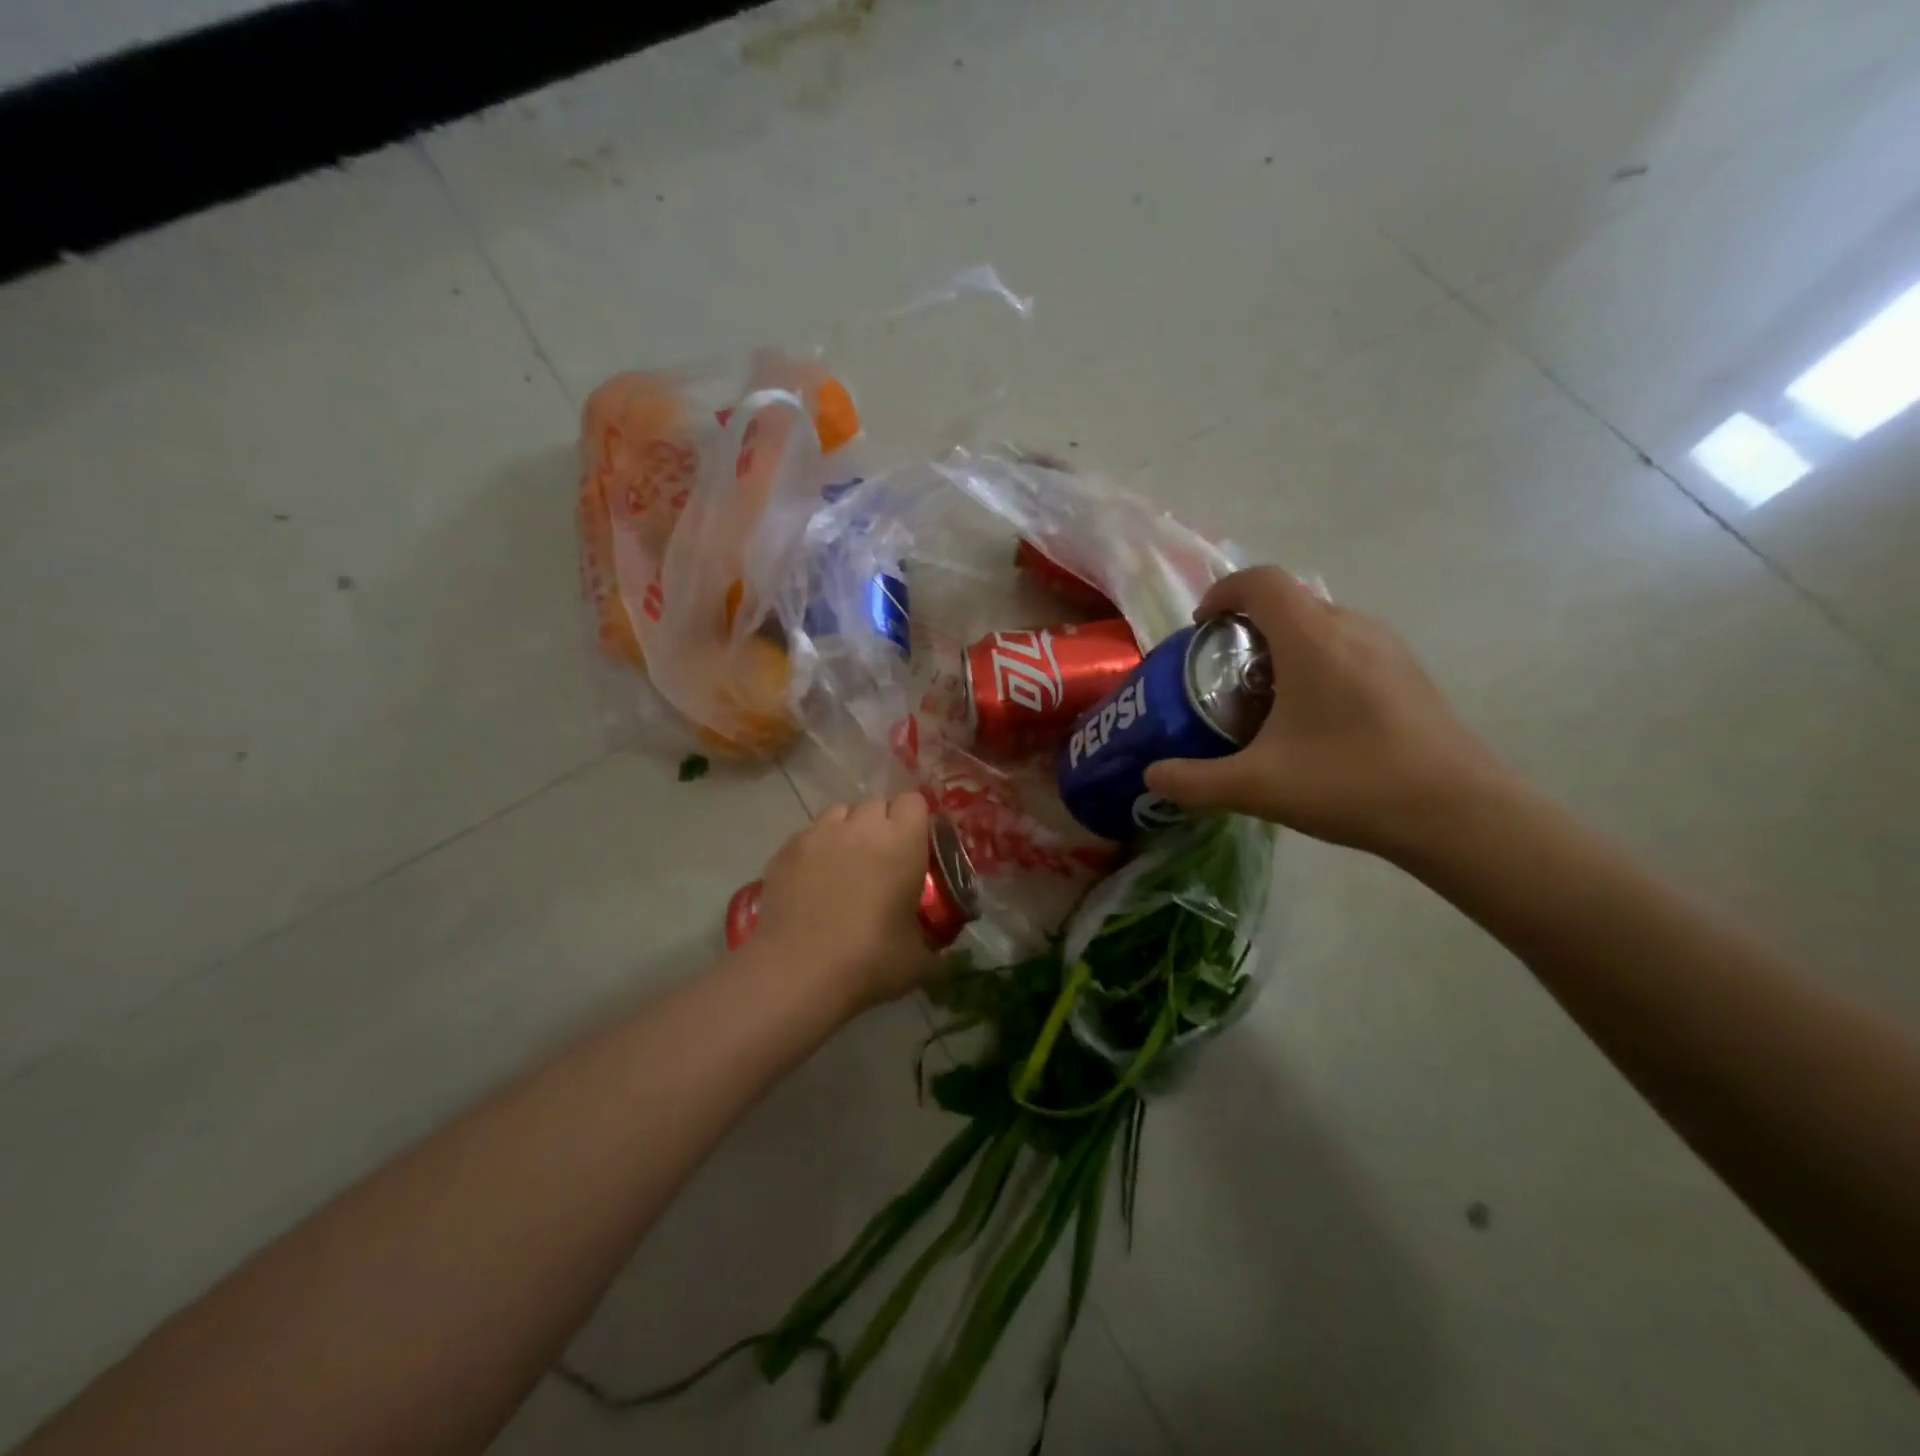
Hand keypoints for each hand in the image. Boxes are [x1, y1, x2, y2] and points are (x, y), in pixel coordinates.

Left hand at [753, 793, 939, 1012]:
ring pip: (839, 814)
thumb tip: (943, 956)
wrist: (797, 973)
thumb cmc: (869, 960)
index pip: (913, 801)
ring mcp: (819, 834)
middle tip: (882, 861)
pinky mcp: (786, 850)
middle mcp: (860, 826)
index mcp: (901, 841)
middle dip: (882, 825)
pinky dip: (816, 850)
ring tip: (845, 866)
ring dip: (848, 831)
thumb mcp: (918, 960)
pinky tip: (813, 882)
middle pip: (876, 804)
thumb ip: (934, 945)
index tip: (915, 847)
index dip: (915, 821)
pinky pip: (809, 835)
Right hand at [1144, 566, 1511, 858]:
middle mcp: (1352, 628)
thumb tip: (1151, 776)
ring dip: (1281, 647)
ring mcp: (1387, 648)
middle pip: (1287, 602)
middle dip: (1244, 629)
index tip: (1199, 629)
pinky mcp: (1407, 673)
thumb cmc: (1351, 783)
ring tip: (1261, 699)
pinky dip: (1314, 663)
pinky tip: (1311, 720)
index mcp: (1313, 638)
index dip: (1222, 592)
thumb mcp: (1258, 786)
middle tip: (1221, 675)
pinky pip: (1346, 647)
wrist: (1459, 814)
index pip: (1260, 581)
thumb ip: (1195, 781)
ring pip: (1319, 625)